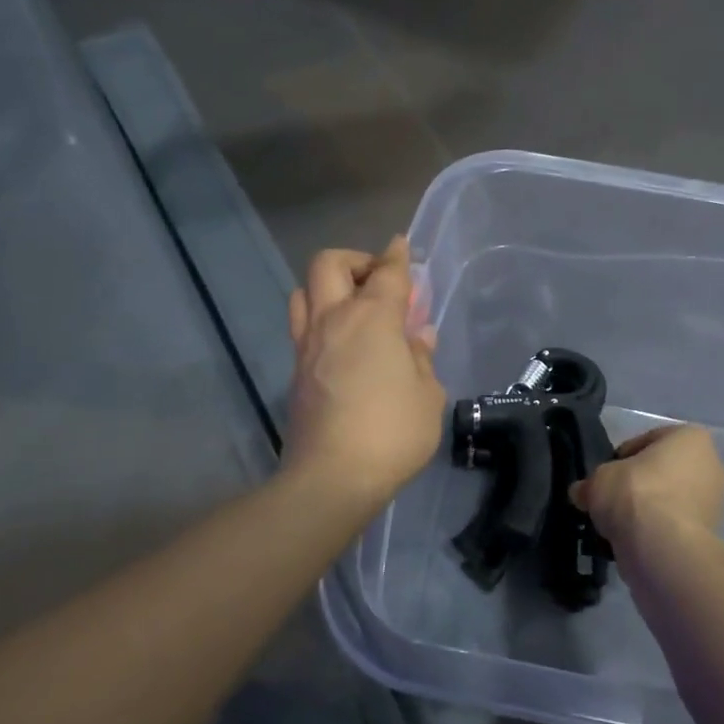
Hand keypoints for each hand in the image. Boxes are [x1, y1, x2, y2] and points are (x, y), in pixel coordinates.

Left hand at [285, 238, 446, 510]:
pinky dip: (322, 321)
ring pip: (304, 293)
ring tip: (353, 309)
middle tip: (377, 281)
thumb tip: (417, 337)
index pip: (386, 273)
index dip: (398, 256)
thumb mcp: (428, 395)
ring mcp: (307, 346)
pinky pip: (303, 328)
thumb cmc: (392, 432)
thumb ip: (422, 358)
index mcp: (371, 319)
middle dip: (354, 260)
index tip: (403, 246)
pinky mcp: (295, 373)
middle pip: (328, 264)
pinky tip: (344, 346)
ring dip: (328, 288)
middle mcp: (333, 321)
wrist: (332, 477)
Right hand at [570, 426, 723, 554]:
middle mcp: (710, 465)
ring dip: (644, 511)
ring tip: (616, 525)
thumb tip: (581, 493)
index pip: (646, 441)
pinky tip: (631, 541)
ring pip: (667, 501)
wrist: (663, 548)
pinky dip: (654, 532)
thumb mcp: (599, 478)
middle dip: (635, 486)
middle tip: (609, 500)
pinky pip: (672, 526)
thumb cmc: (635, 494)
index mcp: (691, 438)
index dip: (620, 458)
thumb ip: (591, 482)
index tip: (604, 476)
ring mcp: (714, 503)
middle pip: (660, 472)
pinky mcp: (709, 535)